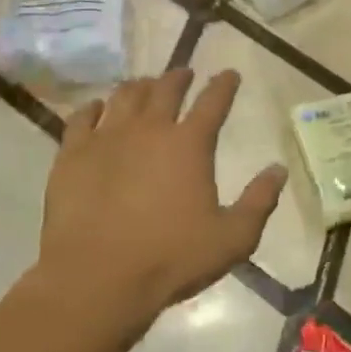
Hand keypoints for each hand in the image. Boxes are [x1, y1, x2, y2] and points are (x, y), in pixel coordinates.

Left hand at [29, 69, 286, 341]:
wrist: (97, 278)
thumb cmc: (171, 258)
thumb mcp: (233, 238)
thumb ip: (260, 201)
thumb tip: (278, 169)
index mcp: (190, 144)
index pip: (213, 102)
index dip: (224, 85)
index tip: (229, 74)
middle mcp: (149, 129)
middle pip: (166, 89)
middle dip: (179, 77)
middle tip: (185, 74)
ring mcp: (106, 138)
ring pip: (124, 96)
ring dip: (140, 87)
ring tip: (146, 86)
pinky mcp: (72, 155)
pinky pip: (82, 118)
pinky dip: (94, 108)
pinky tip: (97, 108)